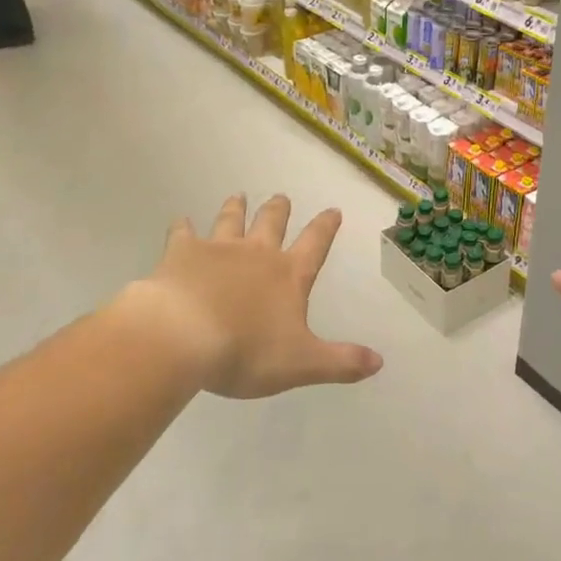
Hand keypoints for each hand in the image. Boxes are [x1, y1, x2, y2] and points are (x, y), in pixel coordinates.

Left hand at [131, 194, 381, 397]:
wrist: (182, 337)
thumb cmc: (246, 351)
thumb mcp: (301, 364)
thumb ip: (341, 362)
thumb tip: (379, 361)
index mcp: (289, 275)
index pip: (315, 244)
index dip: (325, 227)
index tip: (332, 210)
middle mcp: (257, 254)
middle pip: (272, 223)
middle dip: (279, 210)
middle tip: (282, 197)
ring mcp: (218, 250)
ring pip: (231, 221)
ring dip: (237, 208)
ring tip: (238, 196)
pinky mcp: (181, 254)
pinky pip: (183, 233)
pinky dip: (183, 226)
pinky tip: (181, 221)